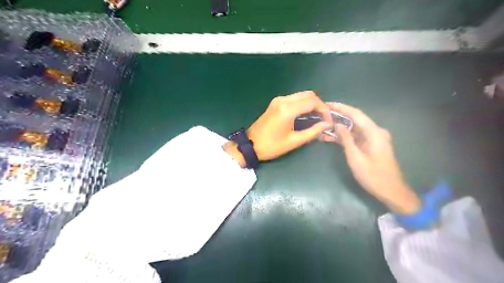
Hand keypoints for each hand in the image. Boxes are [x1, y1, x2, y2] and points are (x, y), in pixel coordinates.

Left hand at [222, 91, 333, 165]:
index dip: (324, 109)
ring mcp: (278, 100)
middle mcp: (283, 100)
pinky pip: (293, 98)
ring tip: (317, 117)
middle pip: (308, 94)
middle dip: (319, 104)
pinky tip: (305, 114)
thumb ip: (313, 131)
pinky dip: (302, 104)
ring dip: (311, 103)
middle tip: (323, 118)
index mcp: (287, 109)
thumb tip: (327, 124)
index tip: (328, 121)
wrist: (250, 145)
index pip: (312, 101)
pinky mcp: (275, 103)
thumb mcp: (294, 141)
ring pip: (301, 95)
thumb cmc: (272, 146)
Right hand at [323, 102, 421, 214]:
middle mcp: (374, 132)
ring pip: (352, 129)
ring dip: (338, 128)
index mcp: (374, 132)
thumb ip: (346, 139)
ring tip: (321, 127)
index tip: (326, 104)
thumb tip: (337, 124)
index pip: (355, 114)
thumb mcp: (356, 158)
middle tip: (321, 114)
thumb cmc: (373, 176)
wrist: (391, 191)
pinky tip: (329, 138)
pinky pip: (354, 137)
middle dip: (337, 117)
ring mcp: (372, 139)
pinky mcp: (369, 145)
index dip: (340, 107)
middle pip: (354, 119)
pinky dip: (343, 137)